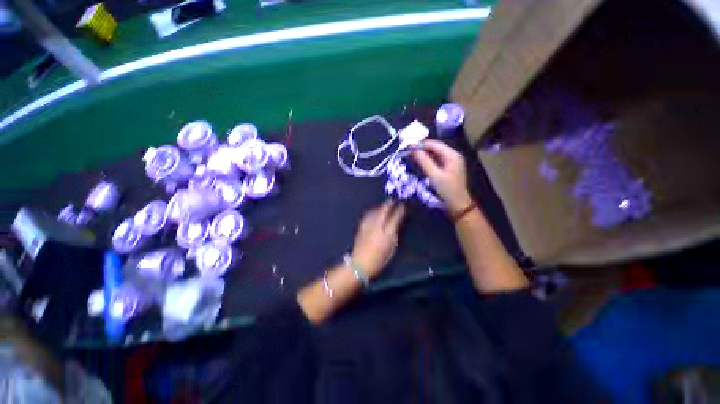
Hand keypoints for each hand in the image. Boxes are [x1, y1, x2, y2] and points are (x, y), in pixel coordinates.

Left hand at [351, 201, 405, 277]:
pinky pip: (368, 215)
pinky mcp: (361, 227)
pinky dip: (372, 211)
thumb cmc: (379, 260)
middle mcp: (377, 227)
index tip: (402, 205)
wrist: (360, 263)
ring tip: (384, 204)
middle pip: (383, 211)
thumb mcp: (391, 249)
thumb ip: (394, 235)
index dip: (399, 210)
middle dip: (388, 204)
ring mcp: (368, 226)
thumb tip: (395, 225)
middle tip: (392, 200)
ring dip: (380, 207)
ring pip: (375, 212)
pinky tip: (374, 211)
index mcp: (387, 234)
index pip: (395, 218)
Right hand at [412, 139, 472, 213]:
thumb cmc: (447, 190)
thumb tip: (413, 150)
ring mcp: (451, 162)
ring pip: (435, 154)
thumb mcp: (434, 176)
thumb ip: (424, 162)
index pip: (434, 144)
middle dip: (421, 149)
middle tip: (408, 153)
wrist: (458, 205)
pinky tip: (420, 164)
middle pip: (435, 148)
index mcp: (452, 155)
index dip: (420, 144)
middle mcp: (453, 155)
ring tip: (411, 158)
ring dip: (423, 155)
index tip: (407, 148)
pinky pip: (436, 161)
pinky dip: (427, 161)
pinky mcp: (448, 168)